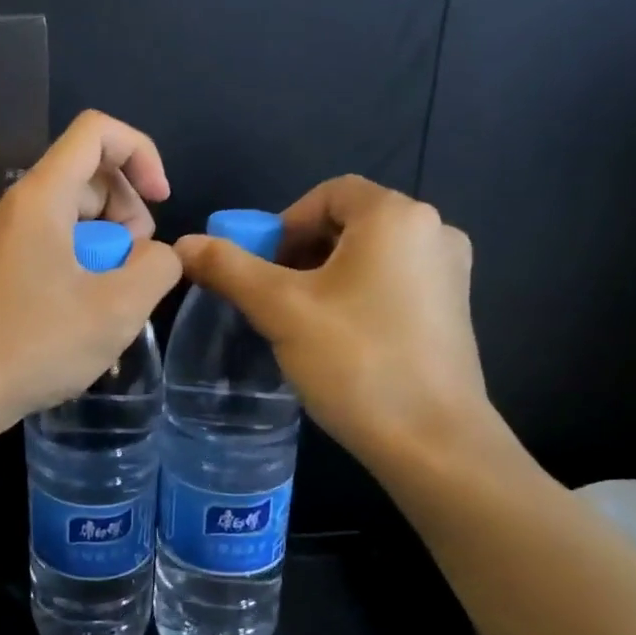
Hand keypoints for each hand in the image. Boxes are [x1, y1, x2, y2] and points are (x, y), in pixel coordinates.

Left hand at [0, 111, 182, 430]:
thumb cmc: (36, 346)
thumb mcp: (117, 307)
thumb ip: (158, 266)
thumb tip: (156, 256)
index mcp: (42, 197)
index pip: (98, 131)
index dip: (141, 153)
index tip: (162, 202)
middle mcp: (22, 207)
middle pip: (91, 176)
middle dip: (129, 212)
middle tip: (135, 268)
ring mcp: (13, 241)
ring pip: (78, 218)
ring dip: (111, 249)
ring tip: (116, 302)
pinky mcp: (9, 271)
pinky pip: (60, 249)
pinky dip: (87, 270)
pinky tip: (93, 318)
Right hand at [174, 177, 496, 468]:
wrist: (432, 441)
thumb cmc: (355, 361)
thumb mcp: (279, 309)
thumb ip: (228, 268)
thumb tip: (182, 243)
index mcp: (397, 217)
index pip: (328, 193)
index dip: (284, 223)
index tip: (261, 268)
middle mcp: (434, 232)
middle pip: (349, 223)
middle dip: (300, 252)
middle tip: (272, 297)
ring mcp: (449, 273)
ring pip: (369, 256)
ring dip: (325, 277)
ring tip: (299, 322)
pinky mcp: (453, 311)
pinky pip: (392, 283)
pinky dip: (356, 296)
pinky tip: (338, 340)